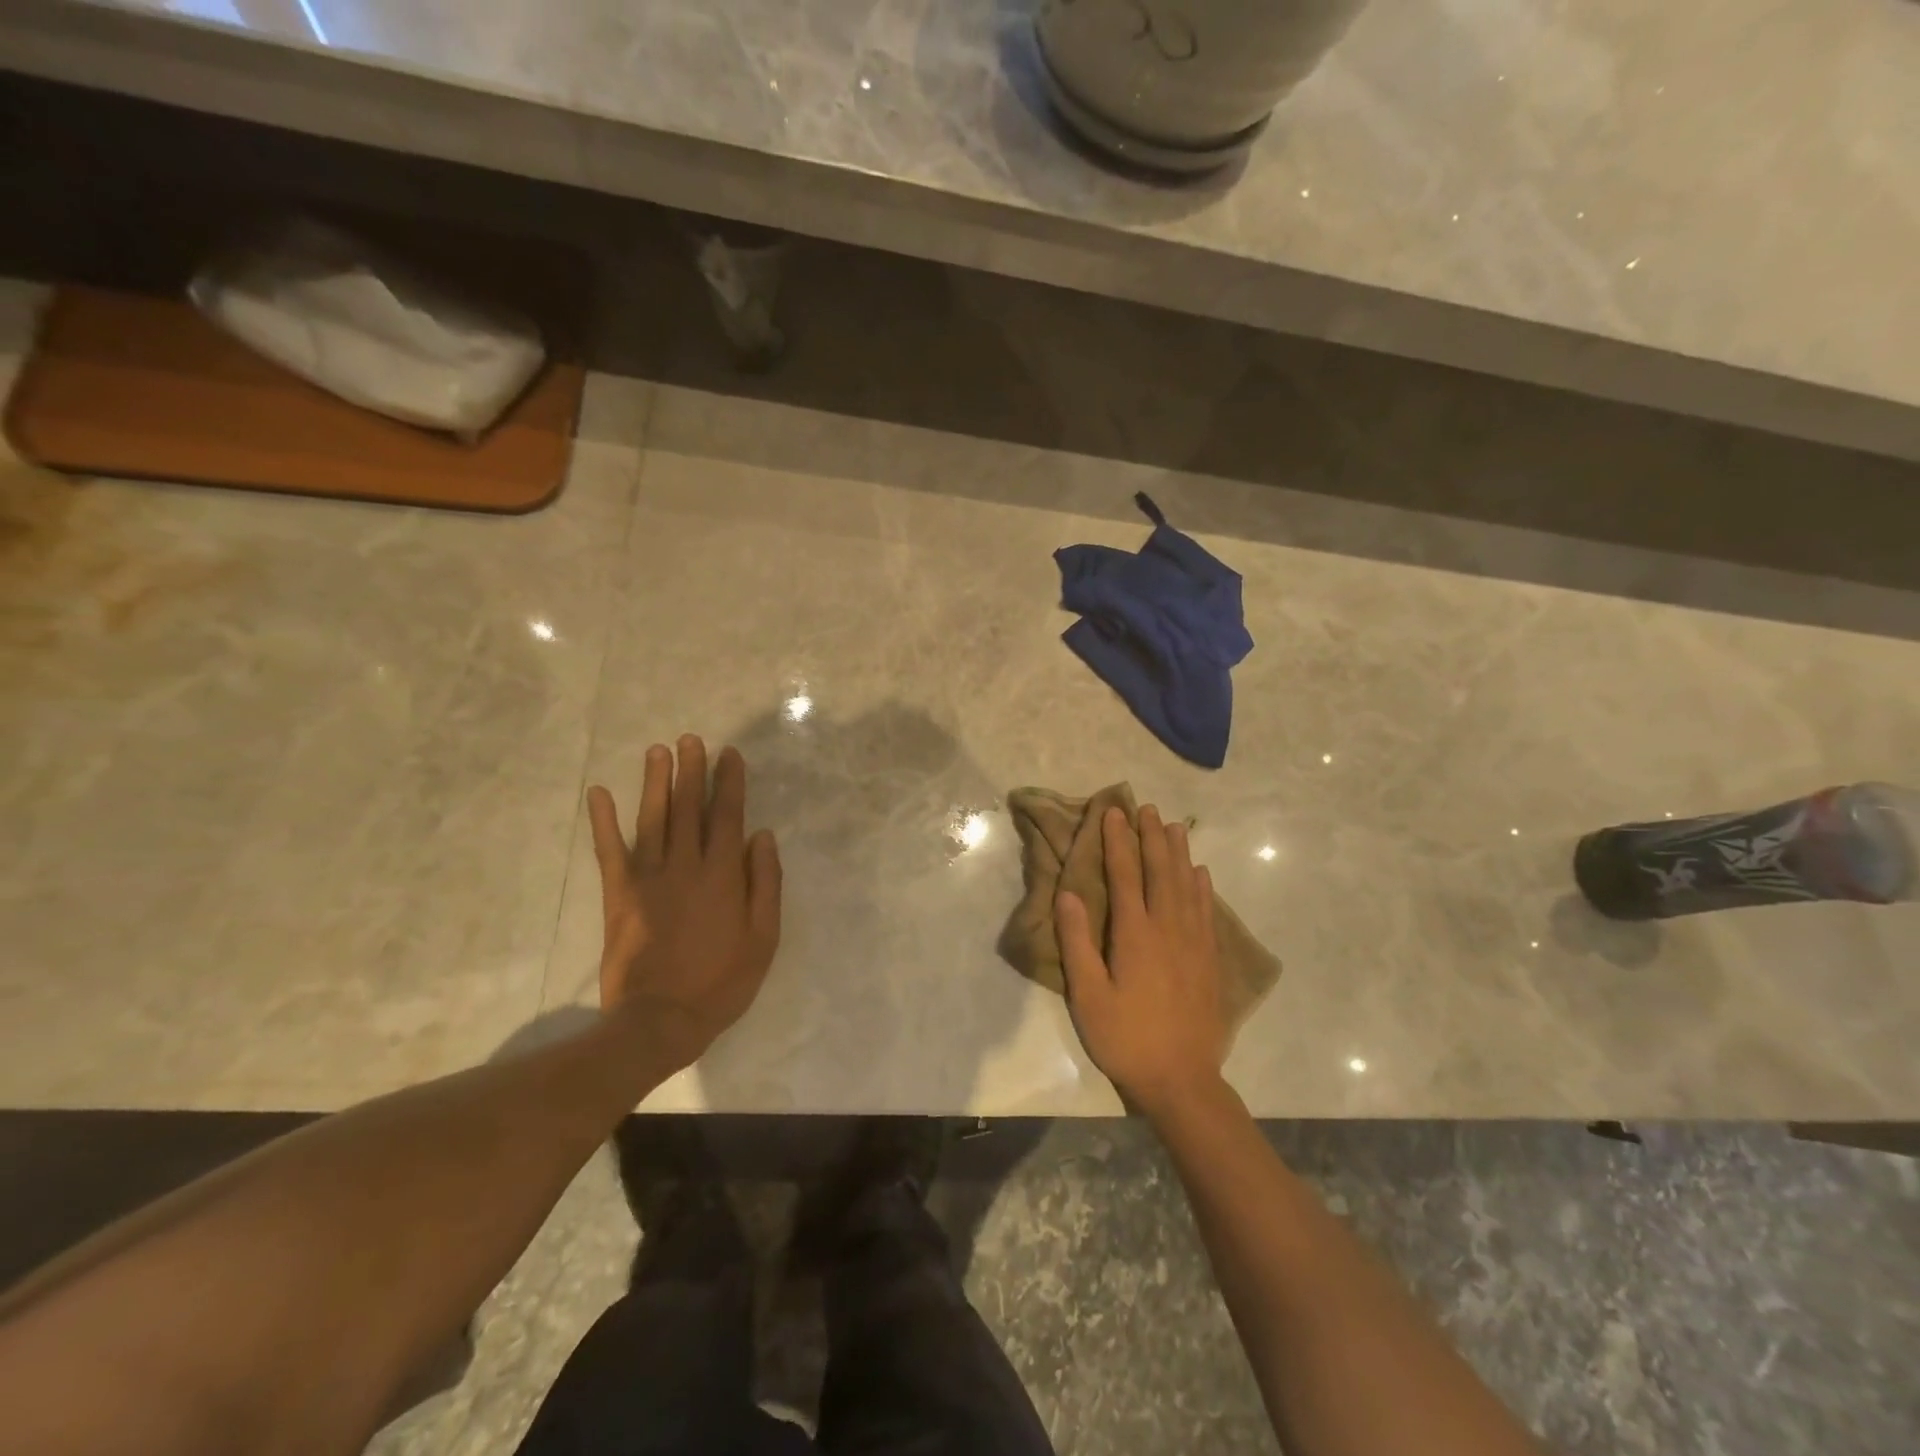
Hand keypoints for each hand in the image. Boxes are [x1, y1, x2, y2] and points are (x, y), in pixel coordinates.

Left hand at [586, 736, 781, 1071]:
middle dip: (690, 771)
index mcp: (723, 875)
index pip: (727, 816)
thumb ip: (765, 884)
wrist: (661, 1020)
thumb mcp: (764, 938)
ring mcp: (649, 878)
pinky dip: (603, 822)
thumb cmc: (722, 981)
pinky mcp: (619, 896)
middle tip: (689, 739)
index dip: (729, 783)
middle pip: (689, 809)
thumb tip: (762, 836)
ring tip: (657, 751)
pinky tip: (598, 793)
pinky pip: (610, 851)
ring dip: (655, 783)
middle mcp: (686, 866)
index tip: (728, 755)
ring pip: (653, 820)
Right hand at [1057, 805, 1227, 1116]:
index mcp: (1135, 934)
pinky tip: (1200, 873)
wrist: (1182, 1080)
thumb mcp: (1088, 995)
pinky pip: (1206, 911)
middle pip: (1160, 871)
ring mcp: (1193, 942)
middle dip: (1151, 836)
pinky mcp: (1209, 959)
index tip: (1113, 811)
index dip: (1118, 840)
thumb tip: (1068, 893)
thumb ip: (1077, 942)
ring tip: (1174, 825)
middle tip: (1146, 807)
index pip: (1125, 874)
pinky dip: (1202, 886)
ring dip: (1179, 853)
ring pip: (1187, 885)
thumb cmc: (1126, 1037)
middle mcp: (1168, 928)